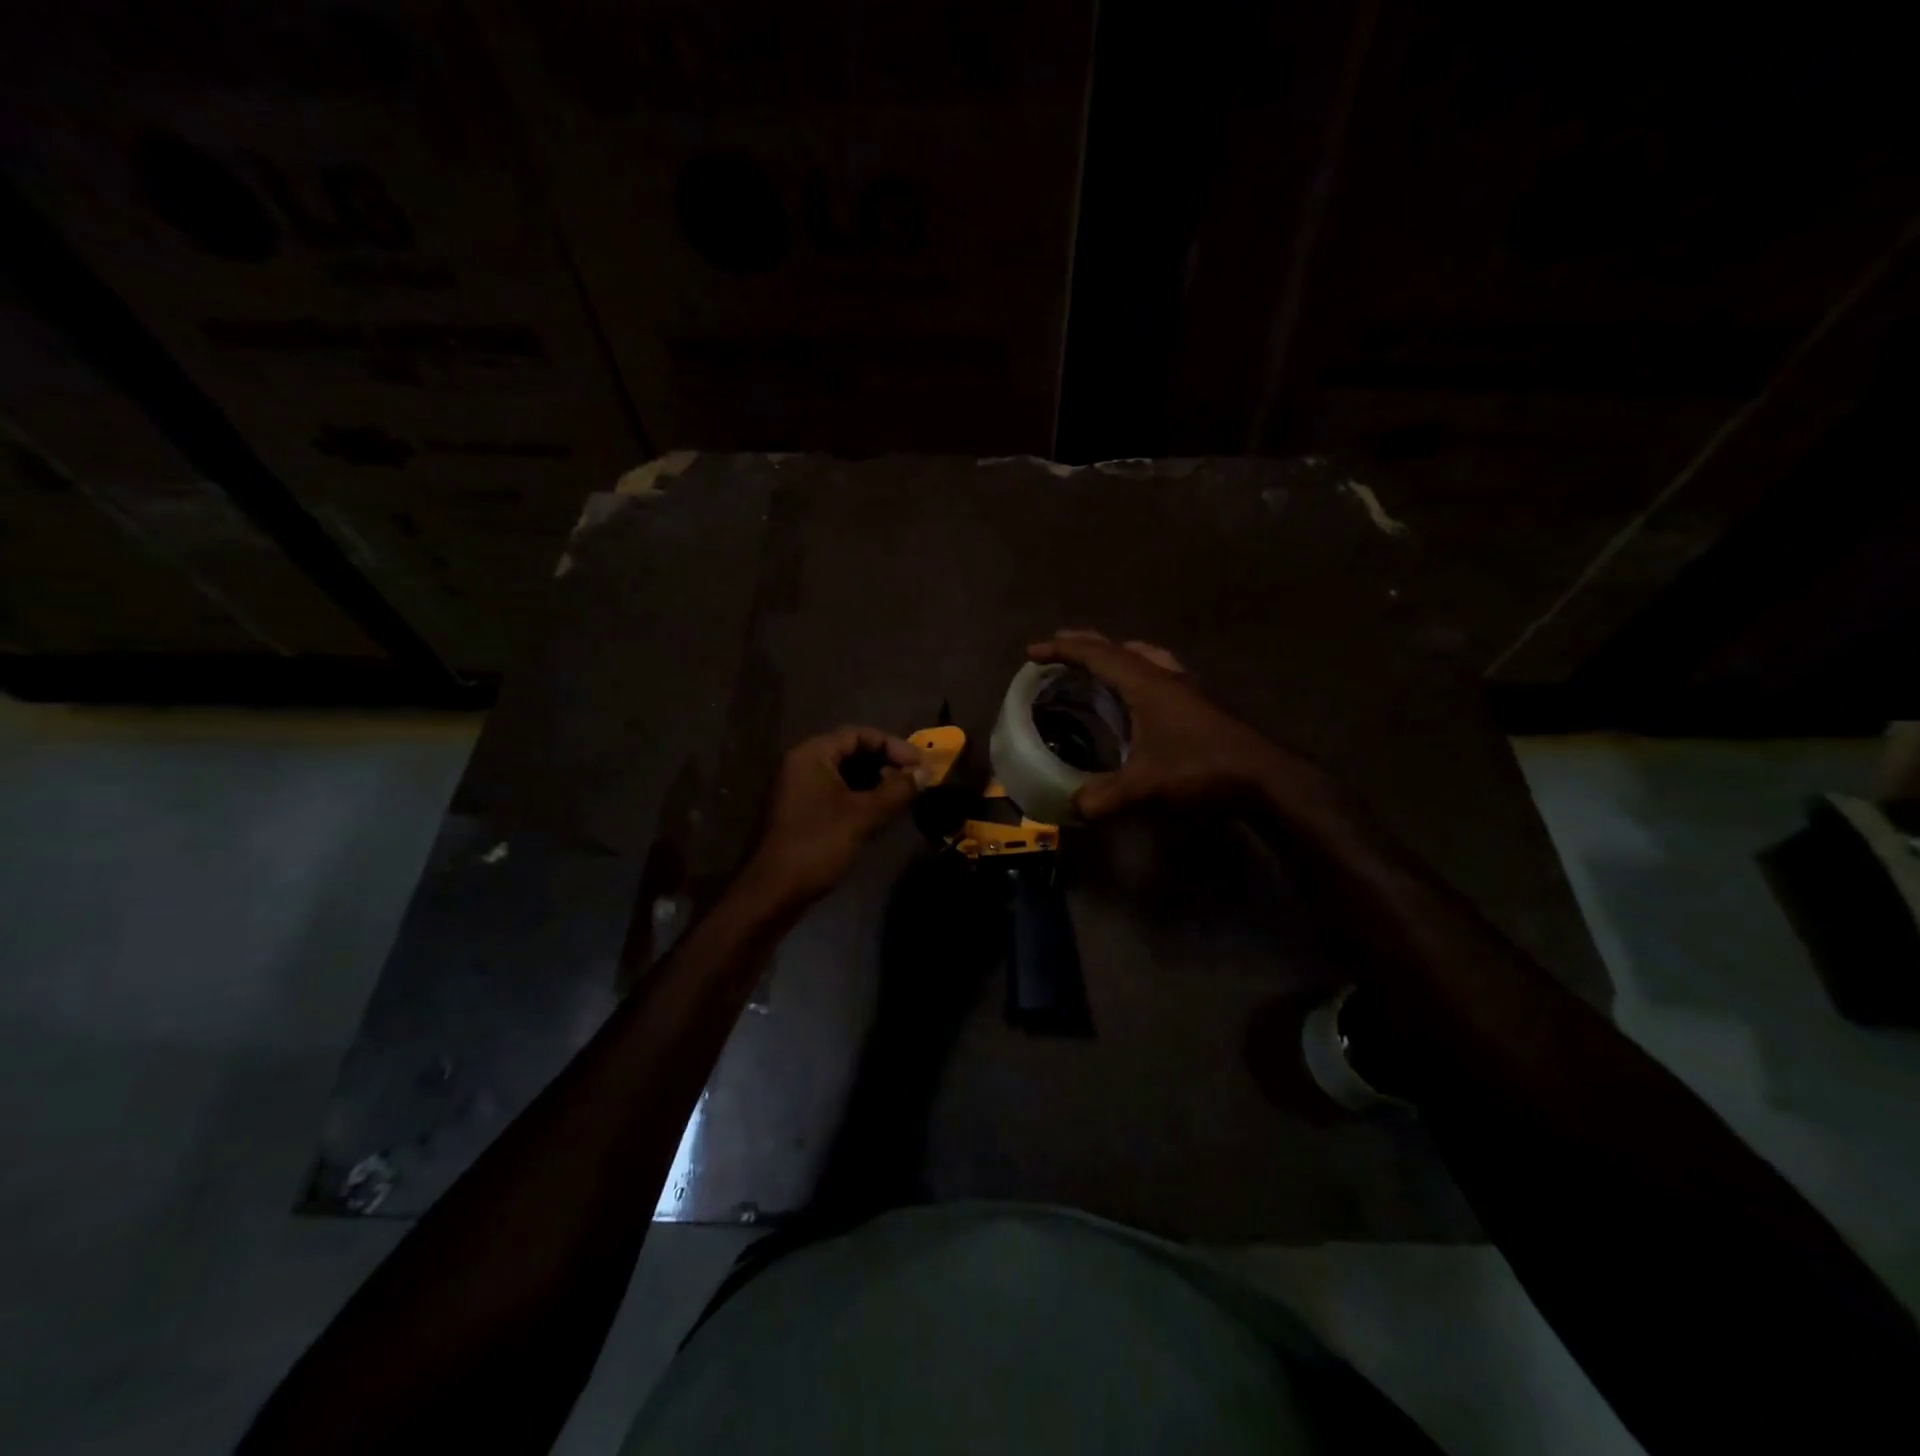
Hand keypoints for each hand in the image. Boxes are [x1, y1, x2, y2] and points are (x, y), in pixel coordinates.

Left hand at [743, 726, 923, 904]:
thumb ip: (897, 790)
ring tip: (902, 798)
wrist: (772, 892)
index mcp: (812, 755)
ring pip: (844, 775)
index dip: (893, 746)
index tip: (919, 765)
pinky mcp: (800, 813)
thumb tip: (924, 773)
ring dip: (874, 783)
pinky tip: (880, 815)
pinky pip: (835, 794)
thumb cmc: (818, 845)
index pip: (858, 734)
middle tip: (913, 782)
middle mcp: (802, 765)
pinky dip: (859, 798)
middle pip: (851, 752)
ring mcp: (798, 790)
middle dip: (885, 764)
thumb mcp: (863, 816)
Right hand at [1027, 630, 1315, 818]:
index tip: (1033, 652)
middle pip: (1118, 649)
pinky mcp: (1198, 702)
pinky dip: (1137, 671)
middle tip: (1058, 648)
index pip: (1096, 655)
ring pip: (1143, 657)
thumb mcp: (1145, 786)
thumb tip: (1072, 806)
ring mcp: (1186, 686)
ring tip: (1098, 664)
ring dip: (1115, 655)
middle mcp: (1164, 675)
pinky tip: (1139, 694)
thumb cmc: (1200, 768)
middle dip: (1084, 646)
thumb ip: (1104, 796)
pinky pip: (1158, 672)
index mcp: (1145, 683)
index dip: (1062, 650)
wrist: (1264, 776)